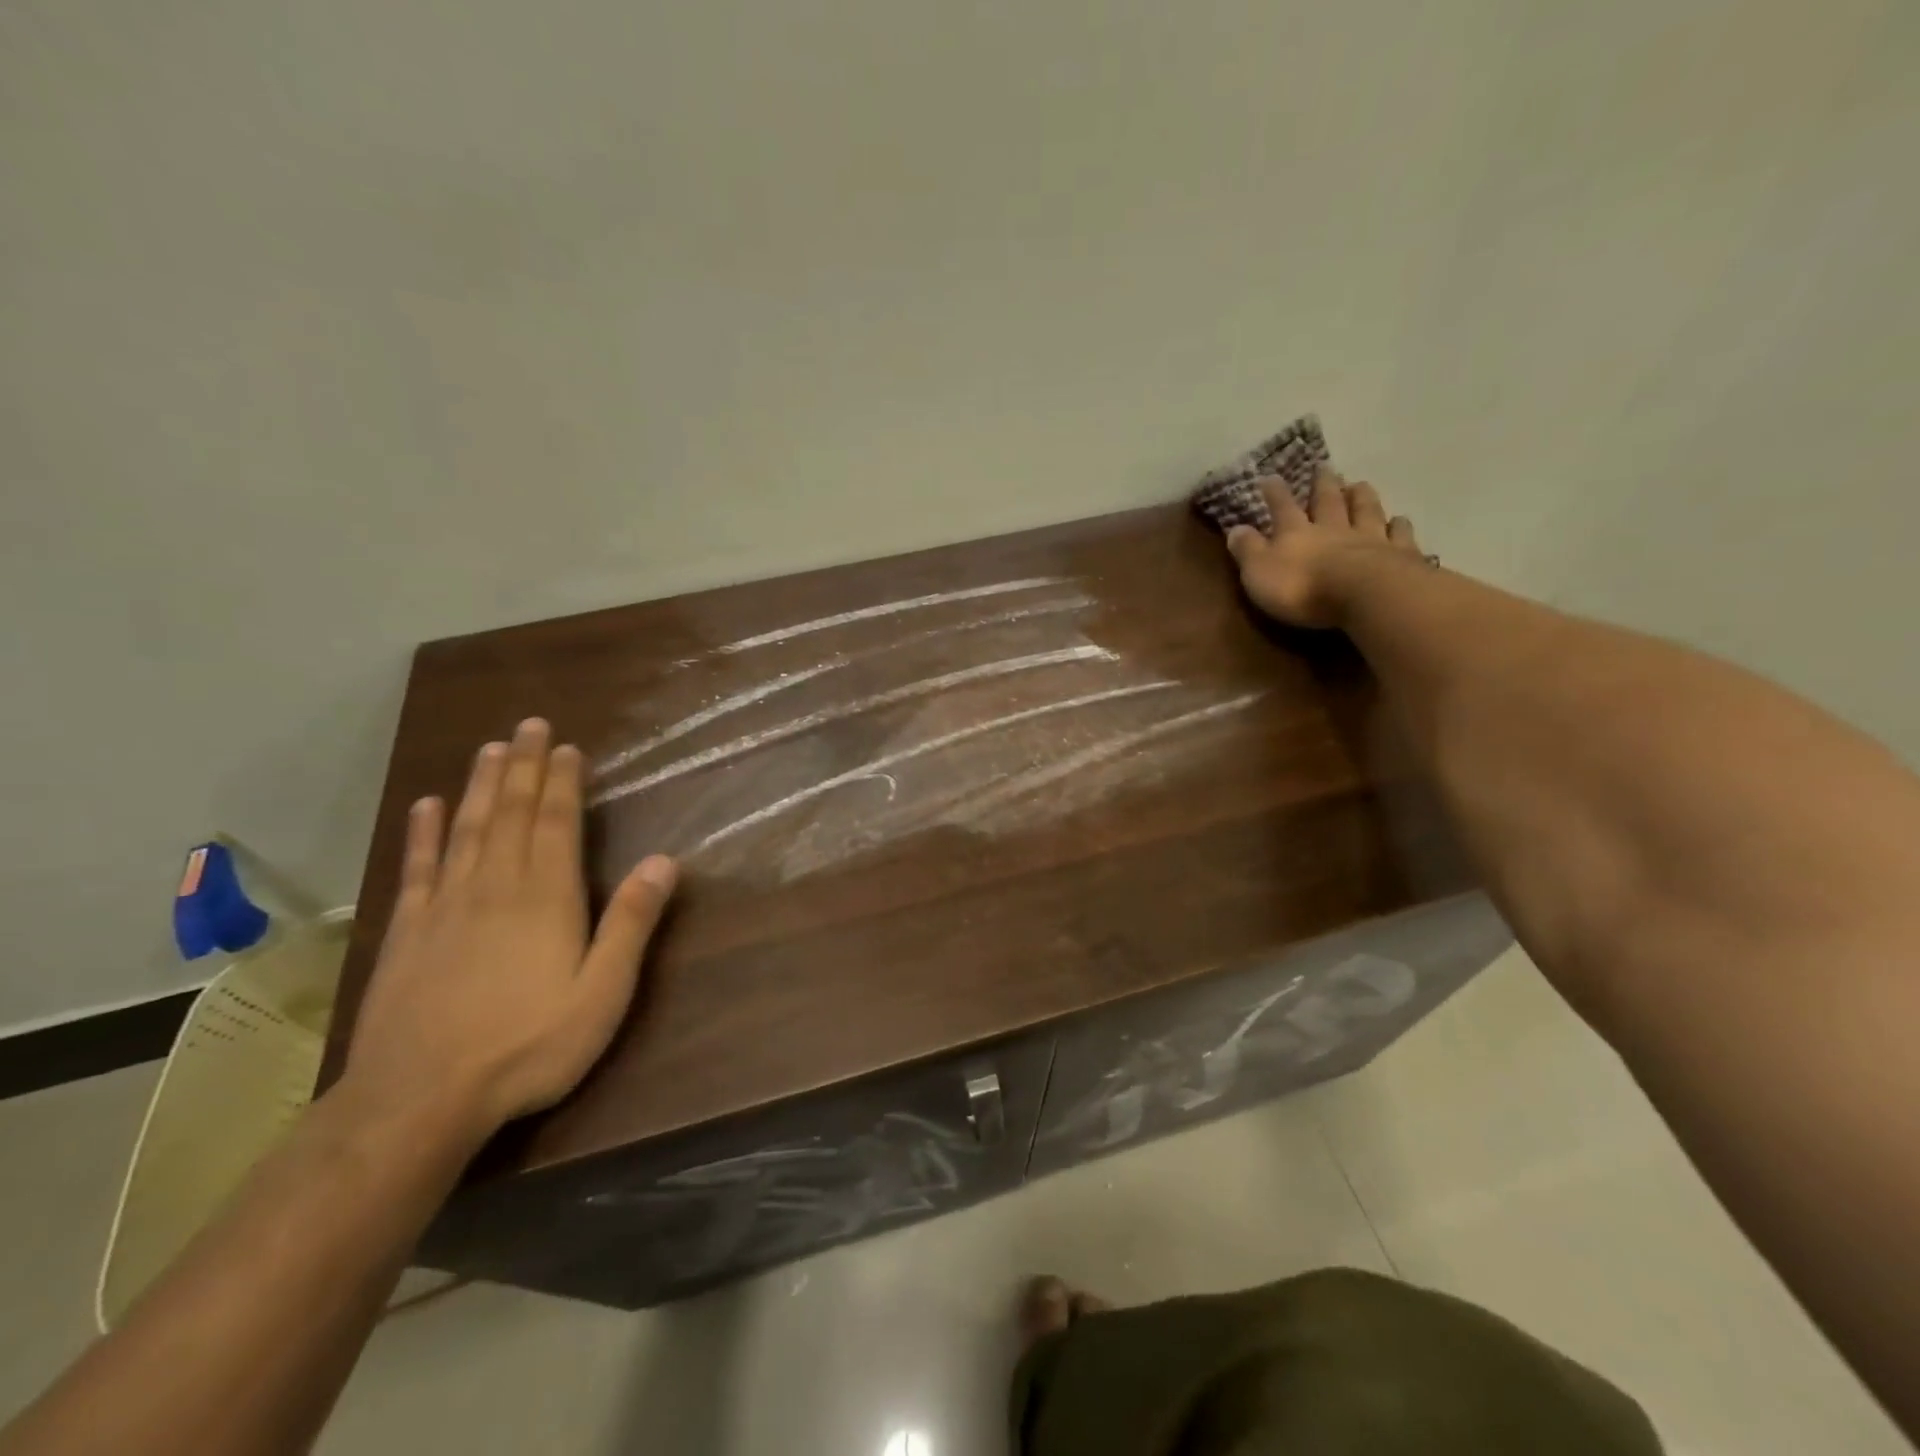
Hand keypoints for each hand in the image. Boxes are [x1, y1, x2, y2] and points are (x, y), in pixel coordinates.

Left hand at [340, 718, 677, 1145]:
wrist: (419, 1099)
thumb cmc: (528, 1046)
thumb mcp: (602, 993)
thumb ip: (631, 923)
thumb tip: (664, 860)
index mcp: (547, 897)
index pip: (557, 823)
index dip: (564, 782)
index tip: (568, 748)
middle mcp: (496, 886)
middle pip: (513, 813)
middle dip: (525, 766)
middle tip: (530, 726)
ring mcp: (446, 905)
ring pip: (468, 828)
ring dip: (482, 785)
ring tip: (491, 748)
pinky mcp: (408, 930)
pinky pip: (418, 866)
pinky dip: (424, 832)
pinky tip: (427, 805)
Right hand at [1225, 467, 1426, 629]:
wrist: (1364, 596)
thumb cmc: (1302, 587)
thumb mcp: (1259, 572)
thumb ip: (1248, 550)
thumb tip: (1235, 529)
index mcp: (1297, 533)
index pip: (1282, 507)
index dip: (1275, 493)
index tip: (1270, 477)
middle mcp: (1333, 528)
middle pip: (1328, 501)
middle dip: (1323, 484)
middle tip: (1324, 467)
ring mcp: (1369, 539)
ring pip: (1364, 511)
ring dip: (1361, 496)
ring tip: (1359, 483)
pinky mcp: (1399, 555)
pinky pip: (1399, 535)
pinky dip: (1399, 525)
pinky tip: (1400, 519)